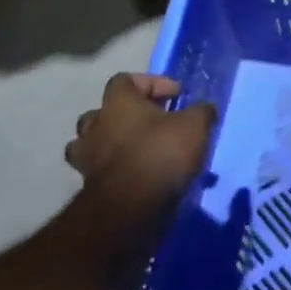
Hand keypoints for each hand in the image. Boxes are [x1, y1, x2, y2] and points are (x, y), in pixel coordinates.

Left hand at [65, 74, 216, 252]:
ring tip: (137, 151)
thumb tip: (203, 109)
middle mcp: (95, 126)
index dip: (152, 83)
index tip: (176, 96)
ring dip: (111, 144)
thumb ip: (200, 111)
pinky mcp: (88, 189)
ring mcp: (87, 159)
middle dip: (124, 115)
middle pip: (101, 112)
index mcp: (117, 103)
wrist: (130, 210)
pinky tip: (137, 177)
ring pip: (91, 144)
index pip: (125, 79)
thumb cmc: (160, 154)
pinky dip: (114, 171)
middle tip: (150, 123)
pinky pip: (99, 172)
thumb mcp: (195, 125)